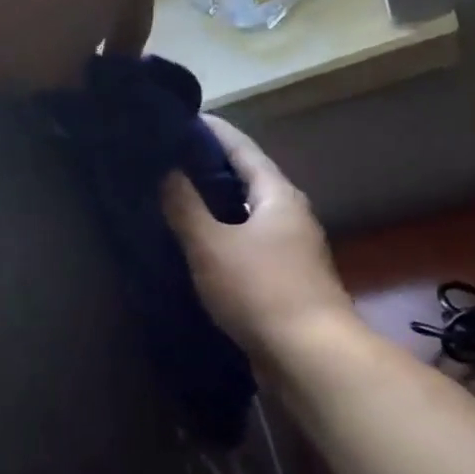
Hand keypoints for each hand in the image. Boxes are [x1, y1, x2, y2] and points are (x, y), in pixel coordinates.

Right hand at [161, 116, 355, 360]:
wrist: (309, 354)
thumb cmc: (260, 290)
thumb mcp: (212, 245)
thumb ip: (185, 207)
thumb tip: (166, 170)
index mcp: (278, 194)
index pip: (242, 148)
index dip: (212, 131)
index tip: (182, 119)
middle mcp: (291, 213)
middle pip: (248, 179)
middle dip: (211, 168)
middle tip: (169, 161)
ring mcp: (292, 247)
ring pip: (249, 214)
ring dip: (217, 205)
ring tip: (177, 200)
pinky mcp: (287, 277)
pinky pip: (250, 243)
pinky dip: (225, 236)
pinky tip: (201, 246)